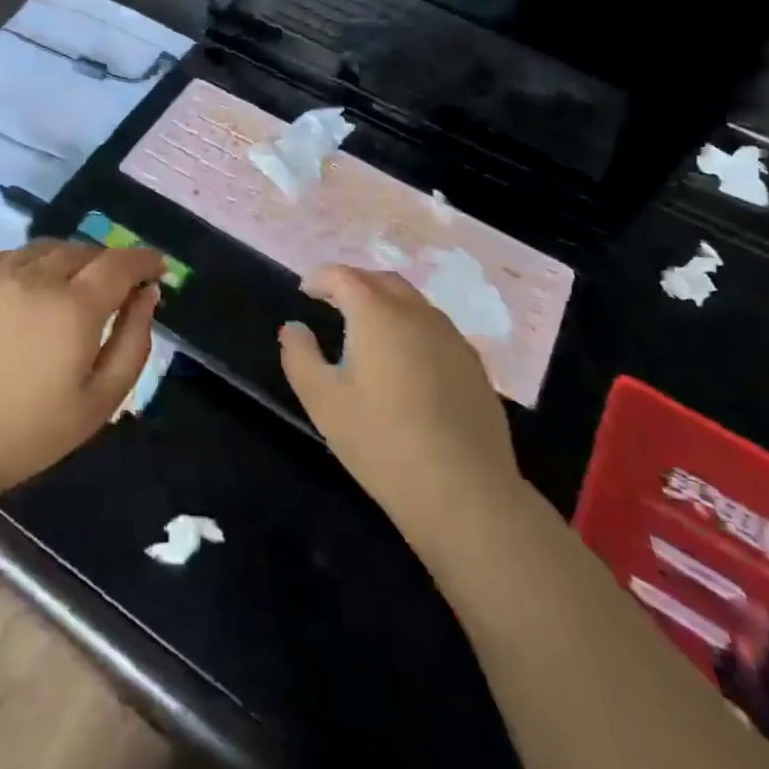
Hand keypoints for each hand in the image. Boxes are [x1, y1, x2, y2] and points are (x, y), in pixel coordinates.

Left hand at [0, 239, 163, 506]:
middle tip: (118, 289)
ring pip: (50, 248)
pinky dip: (38, 262)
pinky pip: (16, 255)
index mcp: (75, 307)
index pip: (121, 263)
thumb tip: (148, 295)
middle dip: (110, 263)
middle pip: (86, 250)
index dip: (144, 259)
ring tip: (77, 286)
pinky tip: (35, 287)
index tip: (158, 266)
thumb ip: (132, 342)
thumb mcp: (98, 402)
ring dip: (74, 259)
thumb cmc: (26, 433)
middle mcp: (38, 277)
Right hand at [280, 265, 522, 537]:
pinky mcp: (474, 365)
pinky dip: (413, 328)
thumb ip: (300, 356)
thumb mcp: (322, 401)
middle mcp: (417, 313)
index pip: (344, 276)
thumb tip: (294, 328)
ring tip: (368, 331)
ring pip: (414, 303)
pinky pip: (436, 329)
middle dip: (354, 284)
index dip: (321, 278)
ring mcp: (452, 338)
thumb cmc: (382, 441)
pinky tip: (407, 362)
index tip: (306, 291)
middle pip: (382, 281)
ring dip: (386, 304)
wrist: (465, 492)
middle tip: (334, 303)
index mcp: (377, 314)